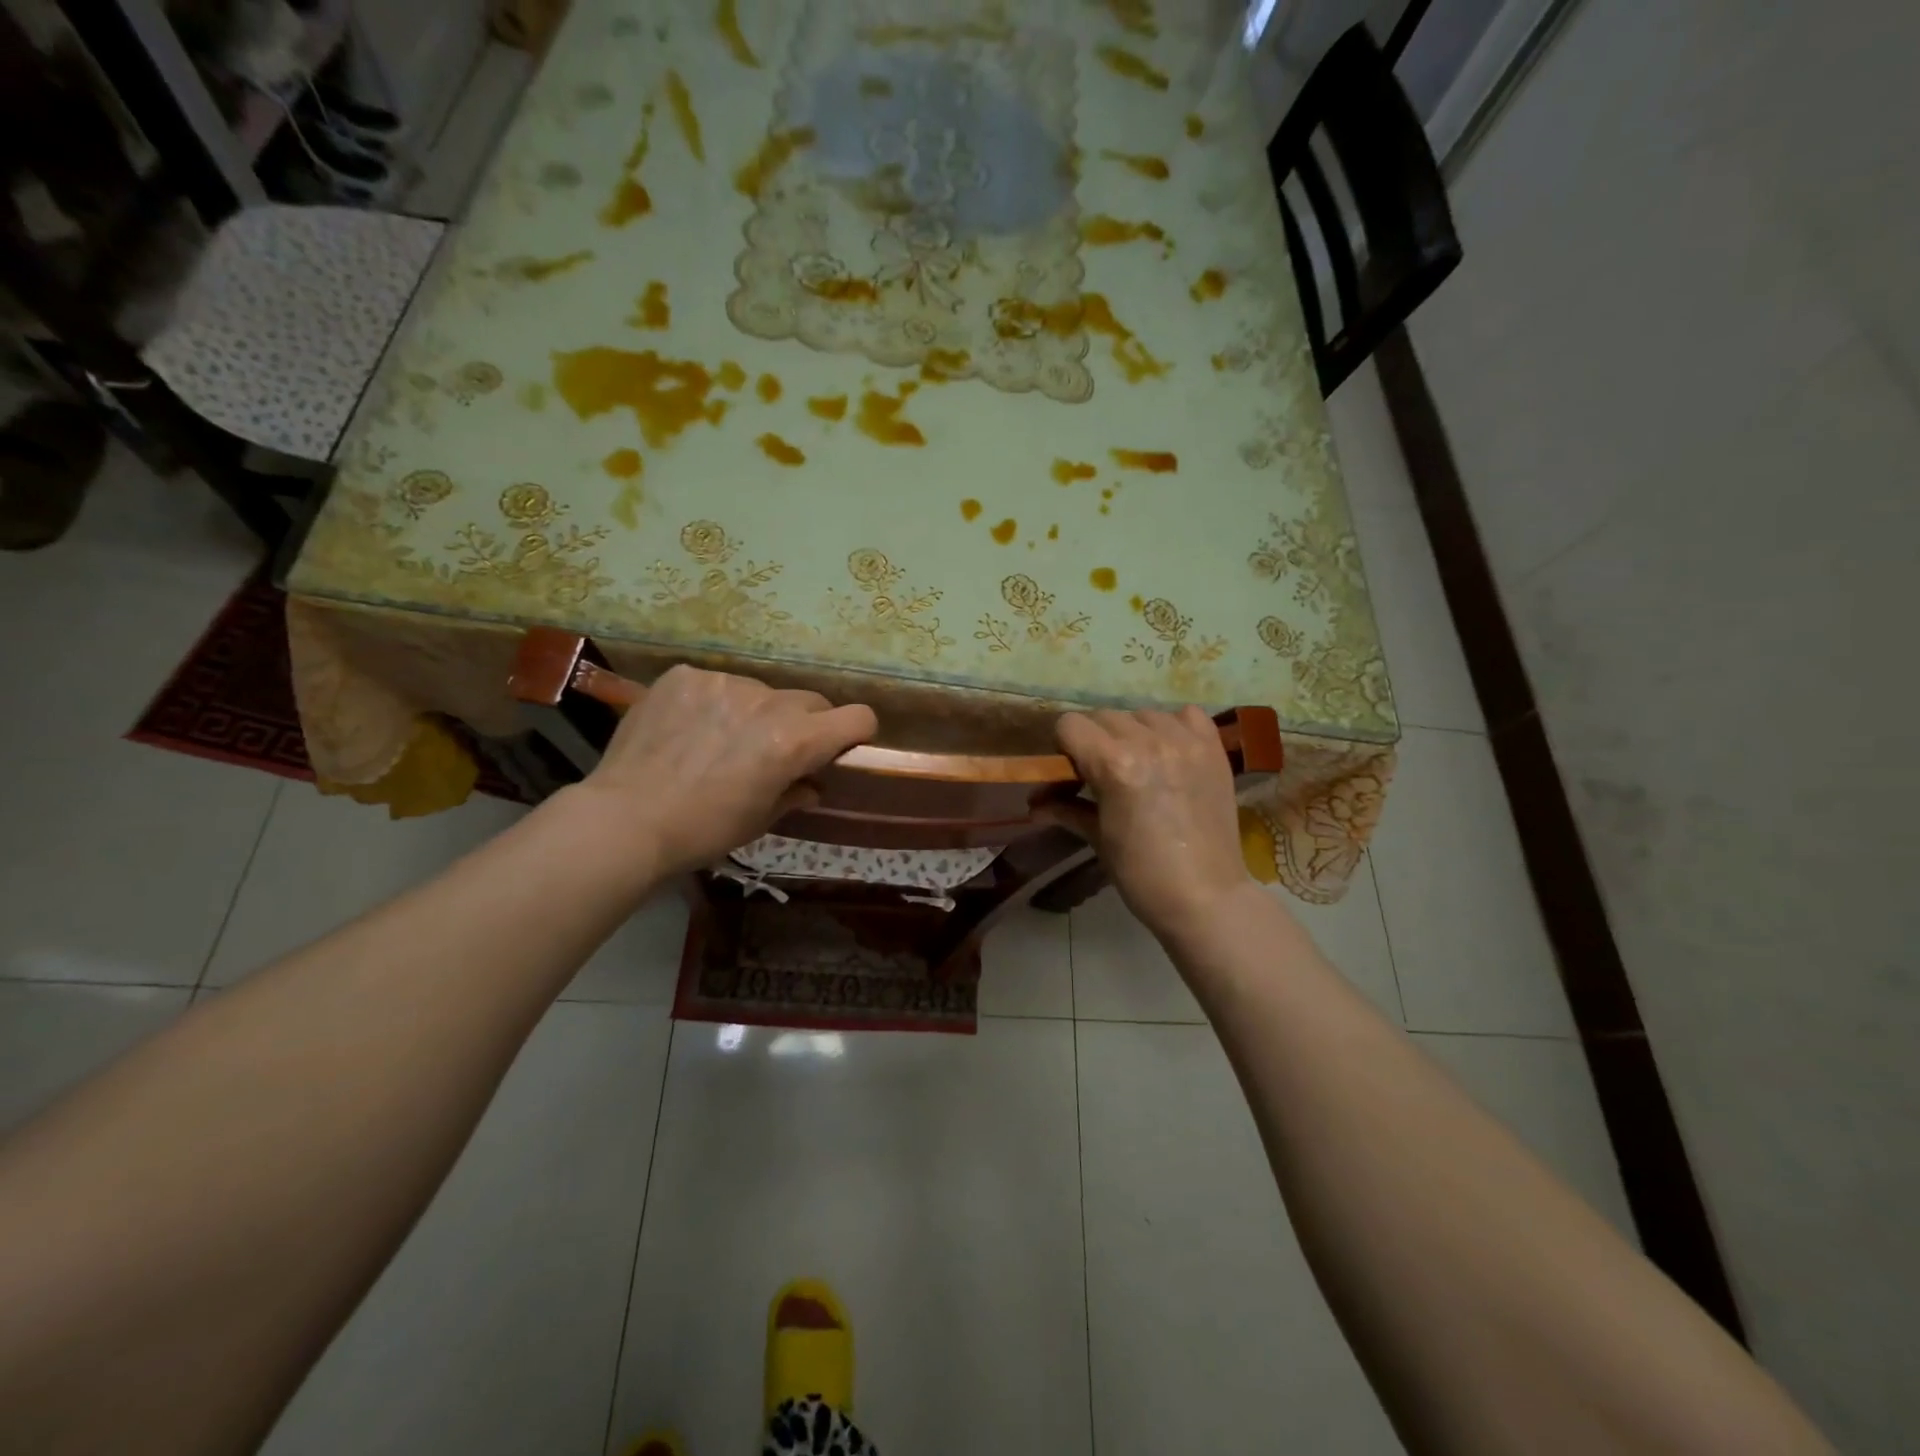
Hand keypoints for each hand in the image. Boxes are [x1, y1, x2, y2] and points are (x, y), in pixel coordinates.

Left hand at [573, 664, 876, 878]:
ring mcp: (724, 682)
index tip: (840, 748)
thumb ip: (795, 793)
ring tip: (719, 740)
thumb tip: (811, 784)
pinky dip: (712, 703)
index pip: (857, 717)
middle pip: (810, 701)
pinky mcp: (685, 675)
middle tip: (774, 750)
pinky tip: (686, 728)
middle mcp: (767, 702)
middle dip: (805, 723)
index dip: (856, 733)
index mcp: (795, 740)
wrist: (625, 819)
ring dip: (754, 711)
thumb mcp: (760, 820)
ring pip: (760, 691)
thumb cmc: (703, 830)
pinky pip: (715, 683)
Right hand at [1052, 707, 1253, 938]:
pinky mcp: (1213, 749)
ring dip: (1133, 734)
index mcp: (1114, 764)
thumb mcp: (1097, 839)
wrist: (1206, 898)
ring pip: (1143, 714)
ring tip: (1141, 765)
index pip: (1070, 725)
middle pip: (1104, 716)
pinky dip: (1174, 727)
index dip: (1064, 746)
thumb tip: (1034, 805)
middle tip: (1102, 774)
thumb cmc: (1142, 875)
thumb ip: (1065, 809)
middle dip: (1095, 741)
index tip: (1071, 771)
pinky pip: (1186, 715)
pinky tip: (1171, 753)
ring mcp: (1186, 742)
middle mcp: (1149, 742)